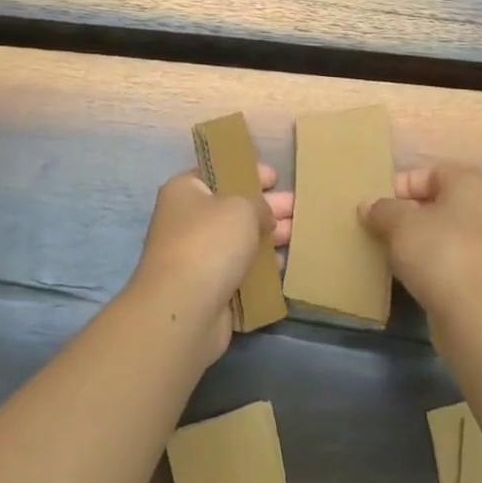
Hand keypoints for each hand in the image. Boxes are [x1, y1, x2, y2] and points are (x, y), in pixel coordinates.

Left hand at [129, 165, 292, 365]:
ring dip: (266, 237)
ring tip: (297, 234)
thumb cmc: (210, 243)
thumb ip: (260, 205)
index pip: (219, 173)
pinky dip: (259, 267)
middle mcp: (186, 220)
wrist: (184, 310)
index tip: (276, 178)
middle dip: (265, 207)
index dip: (248, 173)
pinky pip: (238, 270)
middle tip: (296, 206)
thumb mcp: (243, 208)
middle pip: (232, 208)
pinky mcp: (207, 288)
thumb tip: (264, 216)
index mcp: (185, 191)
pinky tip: (282, 265)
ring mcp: (195, 256)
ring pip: (237, 240)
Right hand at [360, 164, 481, 324]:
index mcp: (469, 184)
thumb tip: (368, 206)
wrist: (479, 317)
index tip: (375, 206)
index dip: (399, 185)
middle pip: (434, 203)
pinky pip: (446, 260)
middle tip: (376, 228)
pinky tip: (406, 276)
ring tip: (386, 252)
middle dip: (403, 215)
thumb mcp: (401, 224)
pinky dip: (426, 264)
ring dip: (413, 241)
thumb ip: (382, 210)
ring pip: (439, 233)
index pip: (428, 172)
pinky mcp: (480, 277)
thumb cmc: (440, 253)